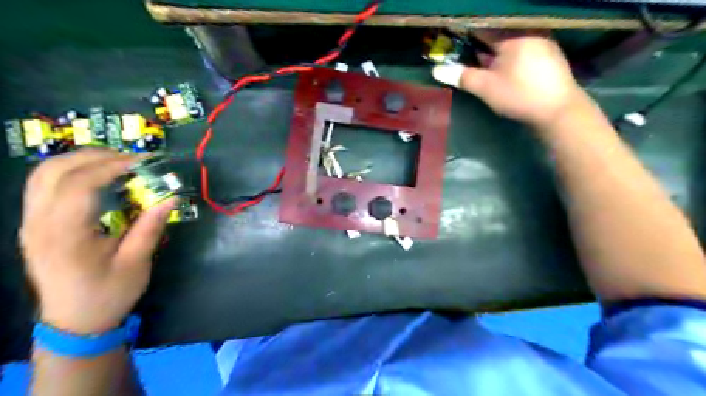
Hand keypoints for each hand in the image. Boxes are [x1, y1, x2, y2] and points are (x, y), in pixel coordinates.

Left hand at [20, 149, 173, 334]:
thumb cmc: (108, 294)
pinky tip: (96, 177)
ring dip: (81, 160)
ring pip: (43, 174)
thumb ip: (150, 227)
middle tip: (132, 160)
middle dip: (96, 156)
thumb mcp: (136, 263)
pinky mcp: (34, 224)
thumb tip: (171, 198)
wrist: (74, 322)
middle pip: (54, 171)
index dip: (113, 166)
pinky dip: (71, 172)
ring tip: (117, 163)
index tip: (144, 162)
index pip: (80, 184)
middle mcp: (39, 223)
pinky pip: (44, 185)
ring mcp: (31, 223)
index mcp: (65, 235)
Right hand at [433, 33, 588, 127]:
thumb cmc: (519, 95)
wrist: (558, 110)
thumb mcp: (486, 87)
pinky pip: (522, 46)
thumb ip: (461, 76)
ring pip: (510, 39)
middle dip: (479, 41)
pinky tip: (504, 66)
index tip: (452, 37)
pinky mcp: (549, 53)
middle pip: (497, 31)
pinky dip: (508, 52)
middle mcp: (529, 31)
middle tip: (464, 52)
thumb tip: (436, 70)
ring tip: (481, 60)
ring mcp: (542, 40)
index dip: (465, 31)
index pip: (482, 25)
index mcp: (512, 35)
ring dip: (494, 48)